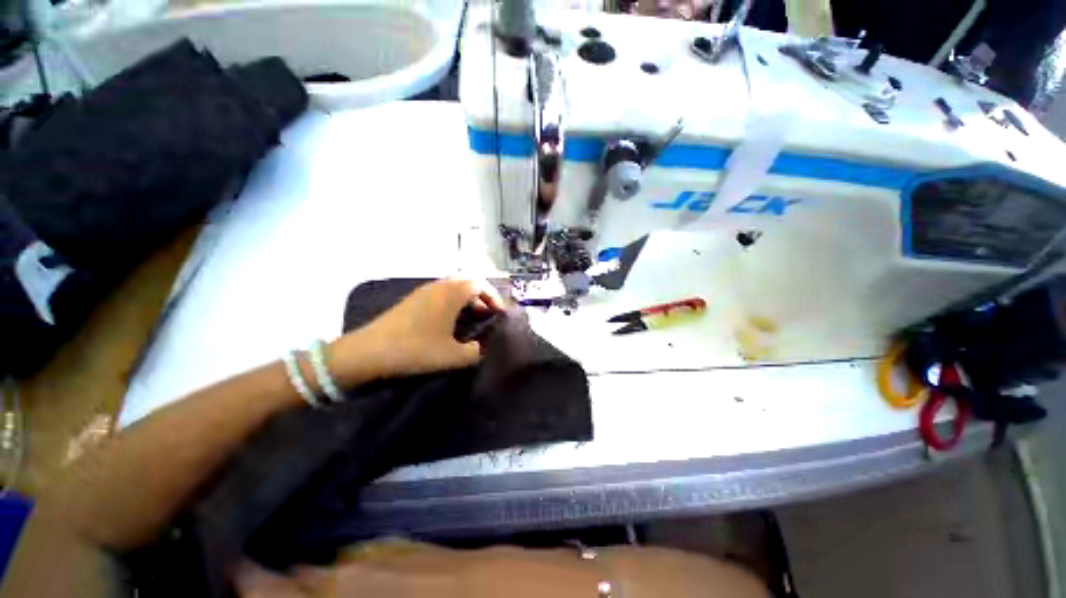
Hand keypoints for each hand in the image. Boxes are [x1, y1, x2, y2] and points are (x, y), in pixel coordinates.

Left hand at [329, 278, 504, 385]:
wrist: (367, 352)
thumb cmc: (414, 350)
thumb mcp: (451, 356)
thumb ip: (475, 353)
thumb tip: (482, 349)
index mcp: (451, 293)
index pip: (481, 283)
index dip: (494, 297)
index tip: (500, 314)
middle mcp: (439, 286)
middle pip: (468, 281)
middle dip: (482, 295)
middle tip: (488, 314)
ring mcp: (424, 291)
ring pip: (454, 286)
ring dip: (467, 299)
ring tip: (473, 318)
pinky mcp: (413, 300)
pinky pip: (441, 293)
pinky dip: (453, 302)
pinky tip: (451, 322)